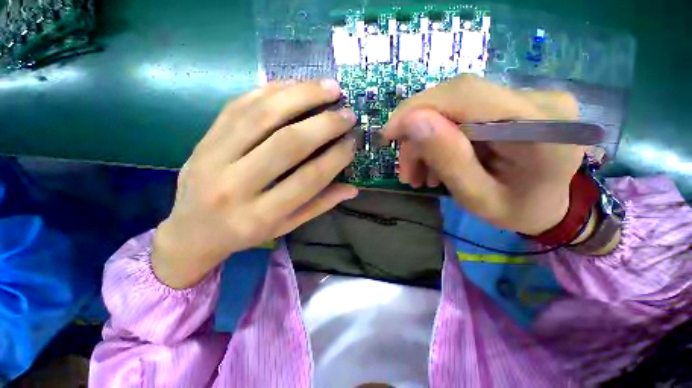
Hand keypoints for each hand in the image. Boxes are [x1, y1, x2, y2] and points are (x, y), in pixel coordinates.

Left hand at [153, 80, 357, 288]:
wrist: (191, 231)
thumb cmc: (245, 233)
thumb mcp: (285, 226)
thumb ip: (319, 206)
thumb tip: (353, 188)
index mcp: (261, 216)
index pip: (308, 179)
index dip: (336, 157)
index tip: (353, 141)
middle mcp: (236, 186)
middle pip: (287, 143)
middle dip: (324, 124)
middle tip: (347, 112)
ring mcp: (213, 158)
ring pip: (262, 116)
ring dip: (300, 95)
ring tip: (328, 87)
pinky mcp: (203, 139)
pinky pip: (239, 106)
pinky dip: (271, 91)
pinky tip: (295, 85)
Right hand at [384, 75, 582, 235]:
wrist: (547, 205)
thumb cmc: (517, 210)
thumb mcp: (477, 198)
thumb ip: (449, 160)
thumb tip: (412, 121)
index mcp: (541, 126)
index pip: (465, 94)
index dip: (417, 108)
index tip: (388, 134)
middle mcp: (538, 99)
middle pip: (454, 99)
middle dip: (418, 134)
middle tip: (406, 170)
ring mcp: (526, 97)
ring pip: (453, 107)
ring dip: (426, 141)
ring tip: (418, 175)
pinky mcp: (512, 102)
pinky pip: (462, 113)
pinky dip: (439, 138)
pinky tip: (434, 163)